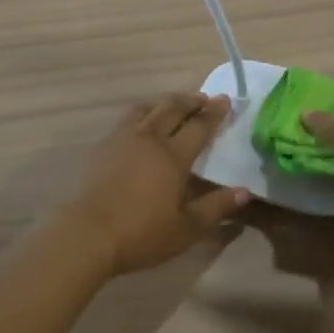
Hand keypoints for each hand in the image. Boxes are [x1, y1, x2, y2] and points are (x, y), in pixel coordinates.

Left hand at [58, 92, 250, 275]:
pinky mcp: (102, 147)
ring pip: (146, 109)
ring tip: (172, 105)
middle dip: (191, 100)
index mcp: (173, 156)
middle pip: (172, 109)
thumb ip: (217, 207)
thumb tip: (245, 192)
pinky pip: (126, 120)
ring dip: (164, 103)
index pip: (199, 126)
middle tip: (203, 98)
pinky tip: (141, 125)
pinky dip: (142, 114)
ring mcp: (122, 139)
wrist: (88, 234)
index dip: (214, 113)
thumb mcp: (187, 227)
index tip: (225, 100)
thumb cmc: (142, 233)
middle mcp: (149, 139)